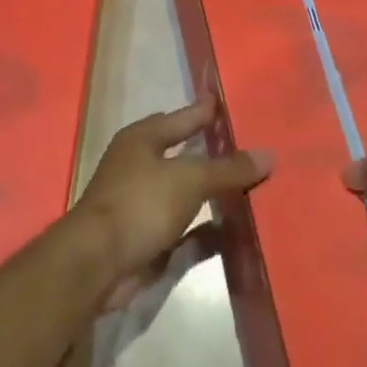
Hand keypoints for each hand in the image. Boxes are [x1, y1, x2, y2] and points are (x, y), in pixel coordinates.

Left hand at [72, 98, 272, 309]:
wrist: (97, 264)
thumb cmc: (140, 204)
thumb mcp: (189, 179)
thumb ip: (228, 169)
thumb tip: (269, 155)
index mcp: (141, 140)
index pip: (180, 118)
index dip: (203, 111)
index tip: (227, 103)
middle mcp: (140, 167)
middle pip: (183, 155)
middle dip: (212, 151)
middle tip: (249, 145)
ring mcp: (143, 205)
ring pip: (186, 193)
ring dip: (213, 192)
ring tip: (252, 185)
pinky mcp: (149, 239)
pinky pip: (187, 230)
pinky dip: (209, 230)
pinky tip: (238, 230)